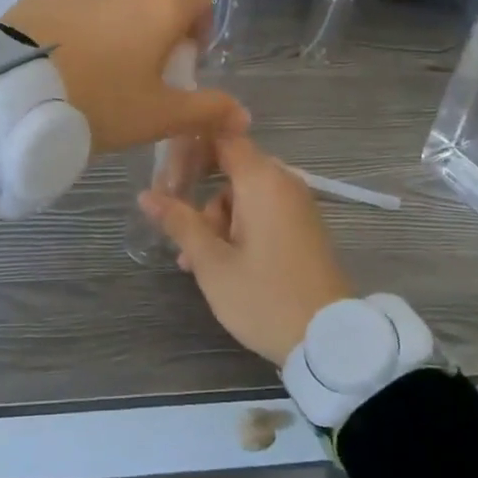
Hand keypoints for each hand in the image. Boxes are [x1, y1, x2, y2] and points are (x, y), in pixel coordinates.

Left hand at [2, 0, 247, 155]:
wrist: (16, 89)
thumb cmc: (100, 102)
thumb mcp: (157, 116)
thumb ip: (206, 111)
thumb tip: (245, 116)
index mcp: (163, 6)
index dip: (199, 27)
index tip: (183, 59)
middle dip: (159, 23)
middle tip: (141, 65)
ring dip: (121, 17)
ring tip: (100, 57)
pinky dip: (84, 14)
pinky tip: (67, 47)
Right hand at [139, 135, 353, 364]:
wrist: (330, 340)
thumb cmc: (264, 297)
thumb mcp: (212, 264)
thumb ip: (180, 223)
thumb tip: (146, 195)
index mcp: (262, 180)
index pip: (222, 136)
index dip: (191, 147)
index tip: (165, 173)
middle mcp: (283, 182)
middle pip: (231, 167)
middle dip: (199, 193)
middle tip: (175, 227)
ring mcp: (297, 204)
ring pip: (244, 194)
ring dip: (216, 218)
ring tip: (194, 261)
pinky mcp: (303, 226)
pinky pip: (263, 211)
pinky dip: (239, 226)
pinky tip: (220, 262)